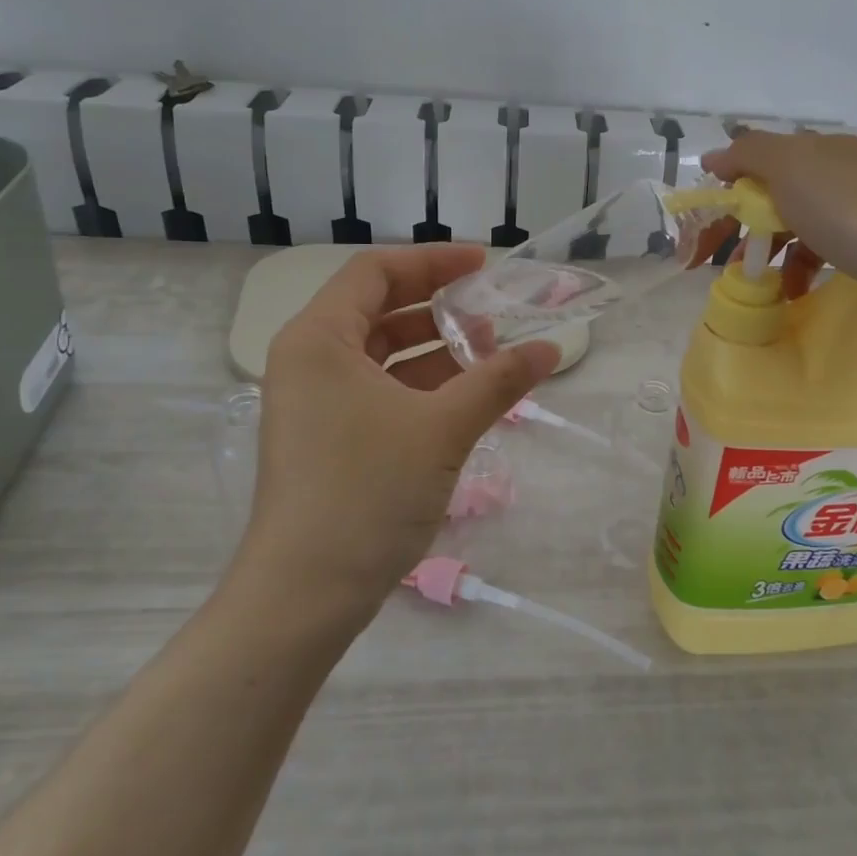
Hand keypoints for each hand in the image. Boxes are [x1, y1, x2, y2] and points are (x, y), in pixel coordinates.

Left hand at [231, 245, 557, 620]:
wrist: (305, 594)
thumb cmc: (367, 492)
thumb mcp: (443, 428)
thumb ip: (498, 380)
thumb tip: (551, 348)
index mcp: (319, 338)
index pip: (376, 271)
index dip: (434, 261)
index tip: (484, 266)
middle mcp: (309, 360)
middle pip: (379, 309)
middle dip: (439, 307)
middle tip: (494, 314)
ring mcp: (316, 402)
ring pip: (382, 354)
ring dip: (436, 349)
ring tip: (491, 356)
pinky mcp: (329, 437)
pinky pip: (380, 390)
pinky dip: (422, 385)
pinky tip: (467, 396)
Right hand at [701, 131, 856, 307]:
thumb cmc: (851, 208)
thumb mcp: (790, 166)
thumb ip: (748, 154)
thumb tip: (716, 156)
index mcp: (820, 150)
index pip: (758, 162)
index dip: (724, 192)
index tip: (701, 230)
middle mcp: (842, 173)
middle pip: (777, 196)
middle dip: (743, 227)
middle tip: (716, 263)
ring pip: (801, 227)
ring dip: (771, 253)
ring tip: (755, 283)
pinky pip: (826, 253)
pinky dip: (803, 269)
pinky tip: (795, 291)